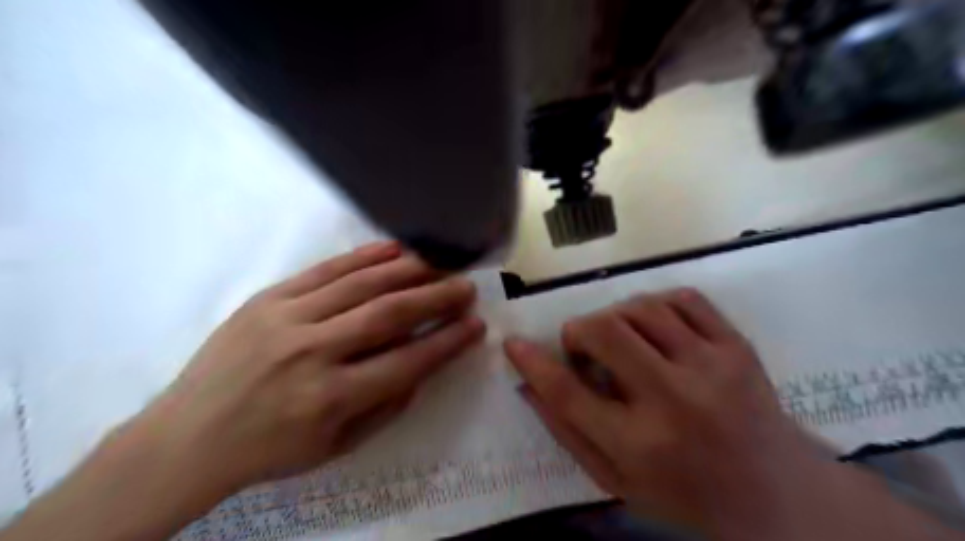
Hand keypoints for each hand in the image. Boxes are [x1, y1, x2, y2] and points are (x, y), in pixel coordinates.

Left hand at [148, 244, 485, 496]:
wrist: (188, 437)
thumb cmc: (270, 449)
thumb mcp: (336, 447)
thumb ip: (386, 407)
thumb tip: (422, 366)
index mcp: (331, 398)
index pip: (407, 361)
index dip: (447, 342)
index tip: (476, 325)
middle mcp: (313, 352)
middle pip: (389, 313)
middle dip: (437, 298)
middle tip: (465, 287)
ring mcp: (287, 318)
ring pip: (361, 284)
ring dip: (409, 271)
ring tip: (439, 265)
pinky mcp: (268, 298)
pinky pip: (325, 270)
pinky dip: (365, 257)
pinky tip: (395, 249)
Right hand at [506, 293, 918, 540]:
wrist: (783, 499)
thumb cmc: (688, 498)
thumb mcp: (618, 484)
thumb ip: (569, 433)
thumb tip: (528, 385)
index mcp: (640, 447)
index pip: (568, 392)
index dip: (534, 363)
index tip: (513, 344)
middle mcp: (675, 400)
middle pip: (603, 332)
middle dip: (578, 331)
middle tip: (581, 346)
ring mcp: (712, 366)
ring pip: (641, 308)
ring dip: (615, 316)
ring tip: (619, 338)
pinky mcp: (738, 346)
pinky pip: (683, 298)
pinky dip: (656, 305)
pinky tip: (654, 327)